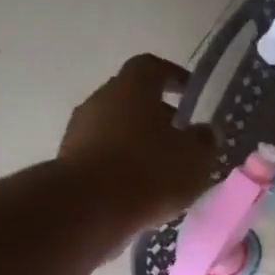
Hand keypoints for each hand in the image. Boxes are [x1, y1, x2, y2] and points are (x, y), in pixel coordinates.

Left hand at [59, 54, 218, 230]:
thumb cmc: (151, 171)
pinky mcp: (70, 159)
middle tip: (182, 136)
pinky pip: (105, 152)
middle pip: (132, 97)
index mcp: (132, 88)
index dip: (174, 76)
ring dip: (140, 140)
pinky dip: (124, 162)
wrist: (90, 207)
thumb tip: (204, 131)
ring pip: (117, 126)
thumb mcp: (196, 158)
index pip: (152, 67)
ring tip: (164, 167)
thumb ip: (204, 140)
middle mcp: (101, 99)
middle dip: (158, 114)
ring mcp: (80, 129)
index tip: (190, 92)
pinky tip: (141, 186)